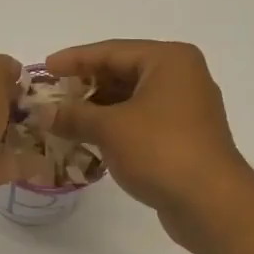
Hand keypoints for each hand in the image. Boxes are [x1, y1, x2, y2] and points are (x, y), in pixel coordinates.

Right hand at [41, 40, 253, 243]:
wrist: (210, 202)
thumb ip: (74, 116)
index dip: (75, 59)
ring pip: (132, 101)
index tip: (44, 68)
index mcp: (169, 60)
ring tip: (64, 122)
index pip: (112, 51)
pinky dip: (116, 129)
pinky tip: (91, 141)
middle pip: (124, 73)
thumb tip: (42, 112)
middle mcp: (182, 78)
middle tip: (51, 98)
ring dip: (99, 111)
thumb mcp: (110, 129)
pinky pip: (142, 123)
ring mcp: (186, 110)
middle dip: (86, 87)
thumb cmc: (161, 151)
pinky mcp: (184, 139)